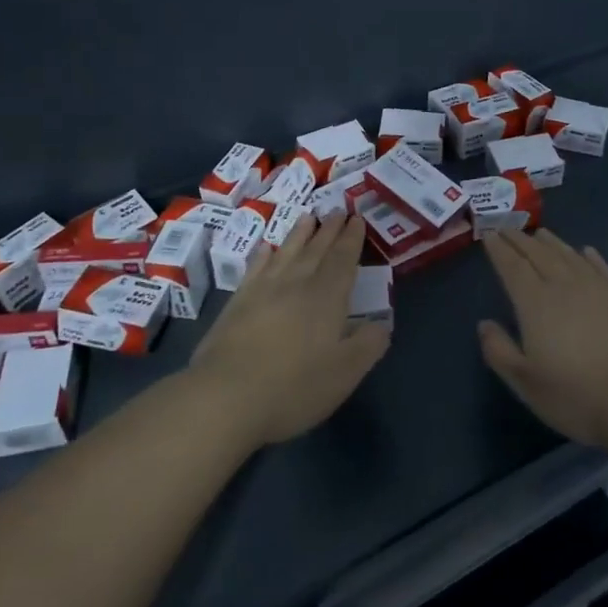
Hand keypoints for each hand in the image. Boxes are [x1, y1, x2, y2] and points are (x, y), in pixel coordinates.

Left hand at [189, 213, 390, 446]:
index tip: (357, 218)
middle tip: (338, 209)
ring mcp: (263, 290)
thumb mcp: (345, 373)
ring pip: (287, 252)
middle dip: (330, 229)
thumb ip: (368, 344)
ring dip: (300, 233)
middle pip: (317, 249)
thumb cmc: (294, 387)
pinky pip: (255, 268)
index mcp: (327, 297)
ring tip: (308, 217)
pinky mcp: (237, 303)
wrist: (226, 397)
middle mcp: (297, 284)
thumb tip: (381, 322)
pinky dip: (264, 255)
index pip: (343, 259)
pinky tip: (267, 248)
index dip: (352, 239)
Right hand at [479, 229, 607, 449]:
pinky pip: (601, 267)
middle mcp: (564, 286)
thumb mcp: (526, 383)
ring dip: (551, 242)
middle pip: (538, 254)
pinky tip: (586, 251)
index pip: (512, 267)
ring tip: (539, 233)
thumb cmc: (577, 395)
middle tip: (506, 227)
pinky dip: (590, 256)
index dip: (499, 249)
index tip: (488, 234)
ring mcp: (597, 288)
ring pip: (568, 255)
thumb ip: (500, 351)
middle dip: (519, 240)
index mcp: (535, 303)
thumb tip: (484, 324)